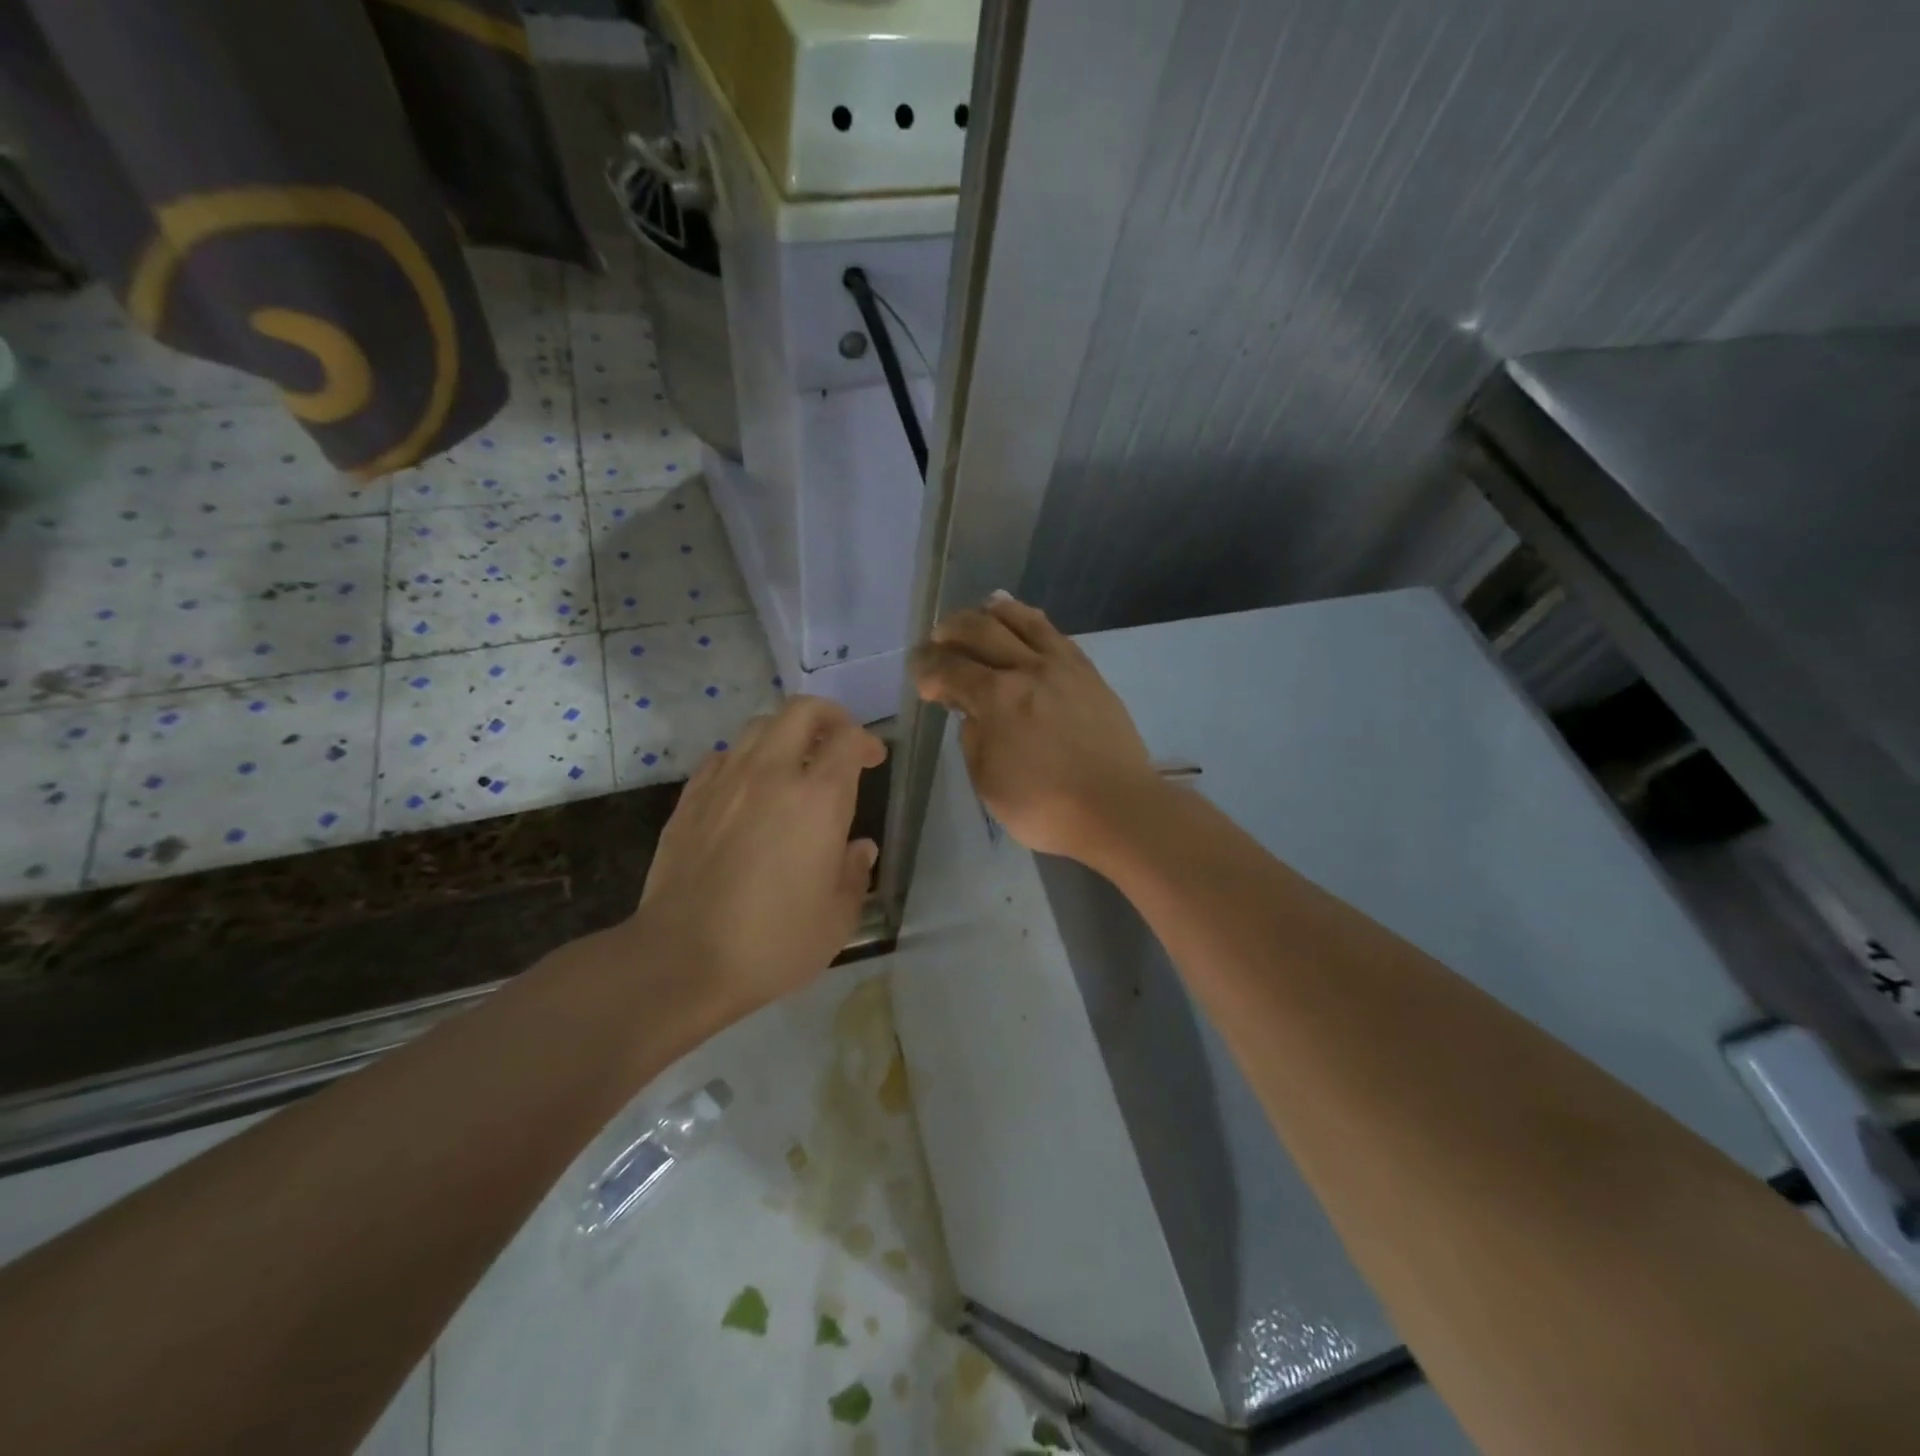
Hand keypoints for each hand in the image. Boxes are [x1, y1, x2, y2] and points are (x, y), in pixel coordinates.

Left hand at [629, 696, 885, 1022]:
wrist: (683, 960)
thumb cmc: (774, 942)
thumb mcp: (838, 918)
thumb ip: (855, 873)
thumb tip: (859, 848)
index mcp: (819, 799)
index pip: (848, 740)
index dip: (867, 741)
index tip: (873, 759)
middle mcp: (772, 774)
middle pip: (801, 711)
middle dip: (828, 716)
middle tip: (839, 740)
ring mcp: (725, 782)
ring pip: (758, 727)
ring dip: (784, 734)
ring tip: (793, 762)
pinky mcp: (690, 799)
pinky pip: (722, 757)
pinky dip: (744, 759)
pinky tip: (747, 789)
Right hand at [911, 592, 1158, 860]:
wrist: (1117, 807)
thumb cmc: (1046, 806)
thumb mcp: (988, 783)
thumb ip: (973, 739)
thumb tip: (972, 711)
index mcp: (997, 698)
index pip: (949, 668)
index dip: (926, 668)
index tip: (919, 676)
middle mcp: (1027, 668)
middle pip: (980, 630)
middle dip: (950, 631)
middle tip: (938, 643)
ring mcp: (1063, 665)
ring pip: (1022, 619)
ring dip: (991, 613)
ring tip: (978, 615)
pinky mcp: (1088, 672)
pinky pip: (1054, 632)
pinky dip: (1030, 620)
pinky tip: (1022, 622)